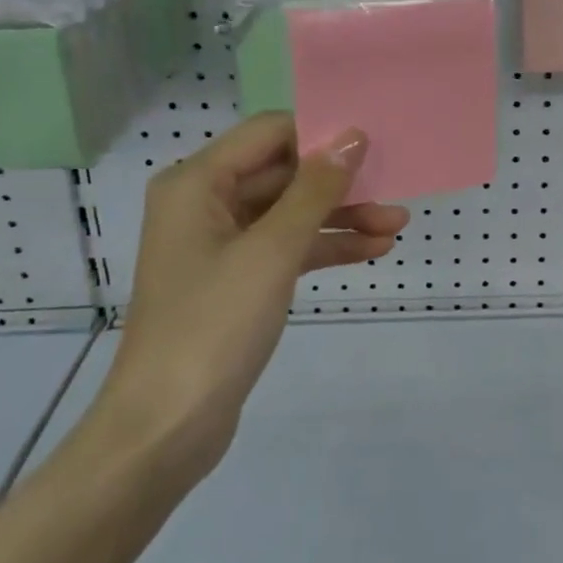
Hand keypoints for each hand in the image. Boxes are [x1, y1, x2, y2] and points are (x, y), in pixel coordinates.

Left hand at [93, 113, 408, 482]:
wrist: (166, 429)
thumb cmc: (213, 326)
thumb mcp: (272, 251)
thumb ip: (315, 190)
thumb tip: (352, 136)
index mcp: (198, 182)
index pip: (269, 132)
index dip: (320, 133)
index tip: (374, 142)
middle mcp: (205, 202)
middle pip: (284, 173)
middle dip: (340, 183)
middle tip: (396, 187)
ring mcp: (221, 243)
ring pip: (290, 212)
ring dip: (341, 217)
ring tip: (397, 225)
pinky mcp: (237, 279)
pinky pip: (287, 247)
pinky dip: (325, 247)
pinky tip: (372, 251)